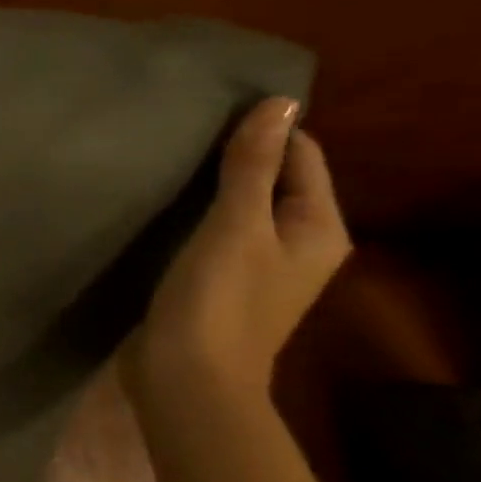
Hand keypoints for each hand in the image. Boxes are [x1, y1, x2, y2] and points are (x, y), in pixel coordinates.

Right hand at [123, 97, 352, 409]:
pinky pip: (215, 234)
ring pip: (241, 209)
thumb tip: (279, 103)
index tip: (212, 110)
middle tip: (182, 133)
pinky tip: (161, 209)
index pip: (303, 158)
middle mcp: (299, 245)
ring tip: (167, 163)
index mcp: (319, 228)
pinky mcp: (221, 284)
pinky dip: (195, 217)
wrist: (186, 378)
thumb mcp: (235, 226)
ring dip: (211, 188)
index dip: (266, 131)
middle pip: (274, 183)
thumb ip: (253, 167)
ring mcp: (259, 268)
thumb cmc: (218, 300)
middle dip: (236, 157)